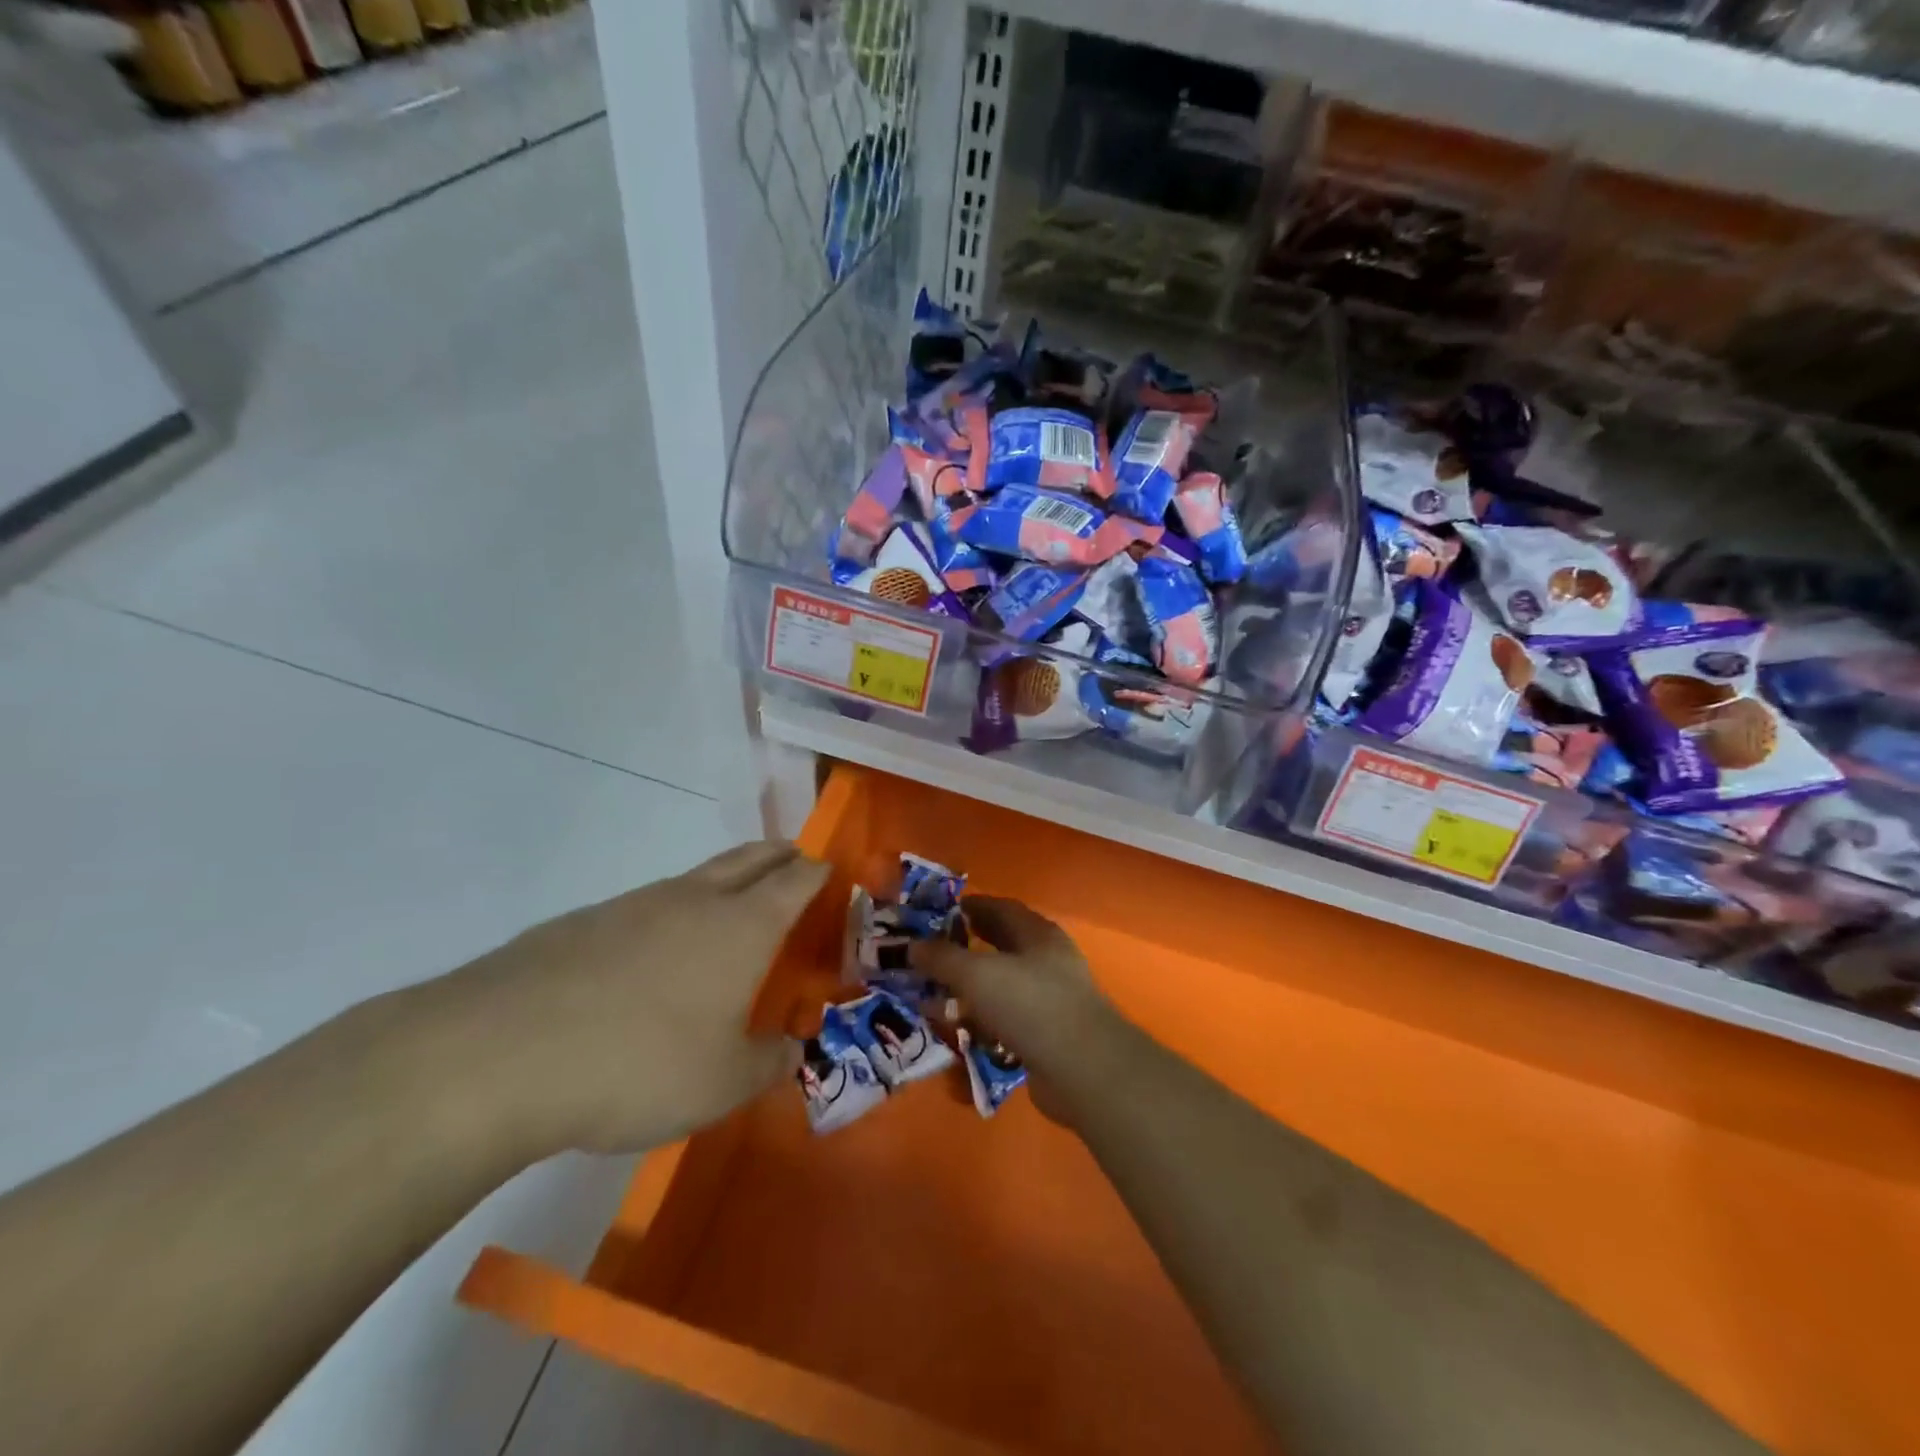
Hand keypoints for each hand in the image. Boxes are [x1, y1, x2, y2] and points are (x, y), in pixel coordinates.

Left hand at [424, 841, 828, 1156]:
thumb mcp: (722, 1084)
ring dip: (725, 882)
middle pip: (751, 857)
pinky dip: (671, 915)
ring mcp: (636, 904)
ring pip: (697, 877)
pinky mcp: (585, 921)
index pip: (797, 879)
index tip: (832, 872)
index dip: (819, 872)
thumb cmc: (641, 1064)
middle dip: (780, 854)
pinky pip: (648, 905)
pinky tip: (653, 959)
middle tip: (796, 862)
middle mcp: (696, 899)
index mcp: (743, 926)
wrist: (502, 1053)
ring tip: (729, 914)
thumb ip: (767, 1064)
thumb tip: (790, 1052)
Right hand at [911, 896, 1127, 1120]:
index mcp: (1037, 933)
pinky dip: (983, 1022)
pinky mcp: (1048, 1035)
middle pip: (1001, 946)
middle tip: (930, 955)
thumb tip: (911, 946)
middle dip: (966, 948)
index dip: (969, 907)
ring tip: (936, 996)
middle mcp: (1048, 960)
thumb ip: (942, 958)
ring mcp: (1051, 999)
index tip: (936, 914)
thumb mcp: (976, 974)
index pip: (1000, 908)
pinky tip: (960, 1031)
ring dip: (971, 989)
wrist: (1081, 1069)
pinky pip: (1007, 1021)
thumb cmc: (1029, 1004)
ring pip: (1002, 986)